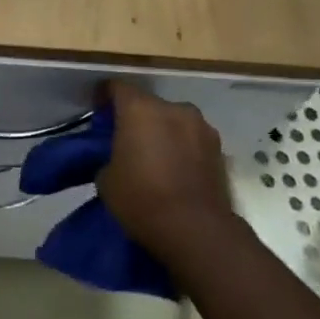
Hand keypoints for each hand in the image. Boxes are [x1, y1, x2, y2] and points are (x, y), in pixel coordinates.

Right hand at [96, 82, 235, 259]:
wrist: (196, 231)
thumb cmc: (141, 199)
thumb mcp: (106, 178)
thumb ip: (110, 156)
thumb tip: (119, 158)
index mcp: (140, 109)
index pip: (117, 88)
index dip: (105, 97)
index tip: (99, 114)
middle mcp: (173, 109)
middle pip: (149, 104)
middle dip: (137, 118)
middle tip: (126, 140)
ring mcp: (201, 127)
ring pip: (174, 121)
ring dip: (163, 132)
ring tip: (155, 157)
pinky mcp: (220, 150)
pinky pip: (192, 140)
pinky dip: (182, 148)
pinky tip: (176, 170)